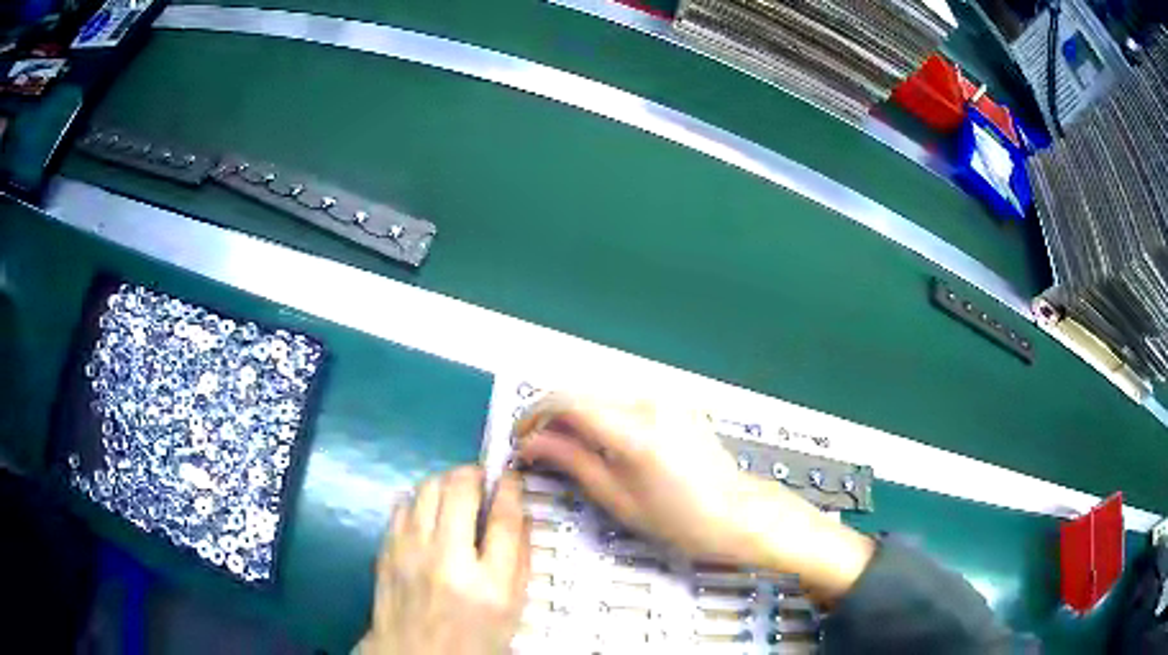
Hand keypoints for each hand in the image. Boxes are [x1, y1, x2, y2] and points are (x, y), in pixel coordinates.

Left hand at [359, 466, 530, 654]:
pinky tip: (429, 512)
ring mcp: (410, 553)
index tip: (511, 476)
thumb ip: (521, 560)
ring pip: (426, 489)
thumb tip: (521, 513)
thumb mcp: (512, 608)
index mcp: (489, 585)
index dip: (510, 488)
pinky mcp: (386, 550)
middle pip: (459, 490)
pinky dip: (419, 499)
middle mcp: (447, 562)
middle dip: (474, 474)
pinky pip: (402, 505)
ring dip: (446, 482)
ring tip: (456, 493)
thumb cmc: (474, 637)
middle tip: (482, 480)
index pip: (504, 519)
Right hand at [514, 394, 872, 604]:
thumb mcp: (618, 498)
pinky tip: (599, 440)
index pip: (566, 402)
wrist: (736, 513)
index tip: (521, 437)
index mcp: (634, 429)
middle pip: (581, 391)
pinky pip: (623, 399)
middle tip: (538, 447)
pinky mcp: (674, 402)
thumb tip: (533, 444)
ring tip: (566, 447)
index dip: (534, 416)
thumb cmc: (680, 518)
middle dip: (551, 415)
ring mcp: (665, 398)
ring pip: (600, 392)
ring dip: (575, 414)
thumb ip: (572, 461)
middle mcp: (649, 402)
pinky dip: (601, 413)